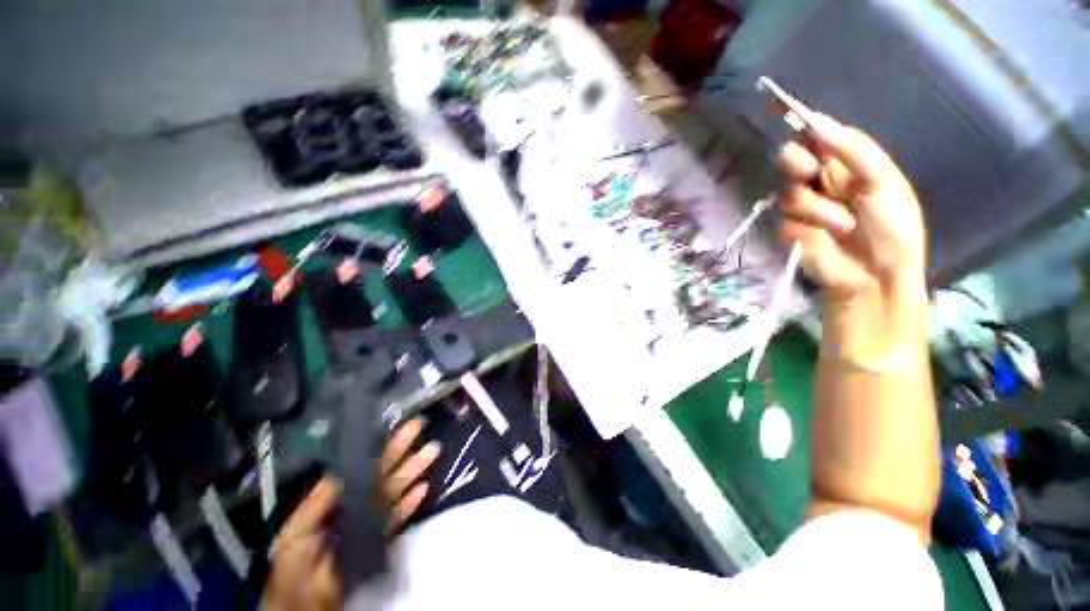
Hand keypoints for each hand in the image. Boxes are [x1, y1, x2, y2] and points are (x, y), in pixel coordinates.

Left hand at [263, 419, 438, 608]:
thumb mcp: (298, 529)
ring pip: (396, 488)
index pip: (361, 464)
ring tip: (432, 451)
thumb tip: (344, 468)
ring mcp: (372, 518)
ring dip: (414, 469)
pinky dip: (412, 503)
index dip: (378, 445)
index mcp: (337, 494)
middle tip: (418, 426)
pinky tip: (423, 488)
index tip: (393, 425)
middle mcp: (357, 500)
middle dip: (402, 448)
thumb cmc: (295, 561)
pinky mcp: (383, 536)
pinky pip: (400, 515)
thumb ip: (319, 500)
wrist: (305, 602)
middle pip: (383, 471)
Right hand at [777, 113, 925, 301]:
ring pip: (788, 187)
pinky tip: (825, 233)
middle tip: (807, 170)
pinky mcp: (789, 228)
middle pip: (793, 156)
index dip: (801, 121)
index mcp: (849, 164)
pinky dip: (806, 222)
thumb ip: (854, 151)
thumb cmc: (893, 229)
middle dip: (797, 160)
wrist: (875, 275)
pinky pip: (785, 214)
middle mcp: (822, 180)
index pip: (820, 135)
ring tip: (840, 222)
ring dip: (814, 204)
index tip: (778, 105)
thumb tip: (818, 124)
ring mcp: (803, 205)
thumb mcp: (884, 182)